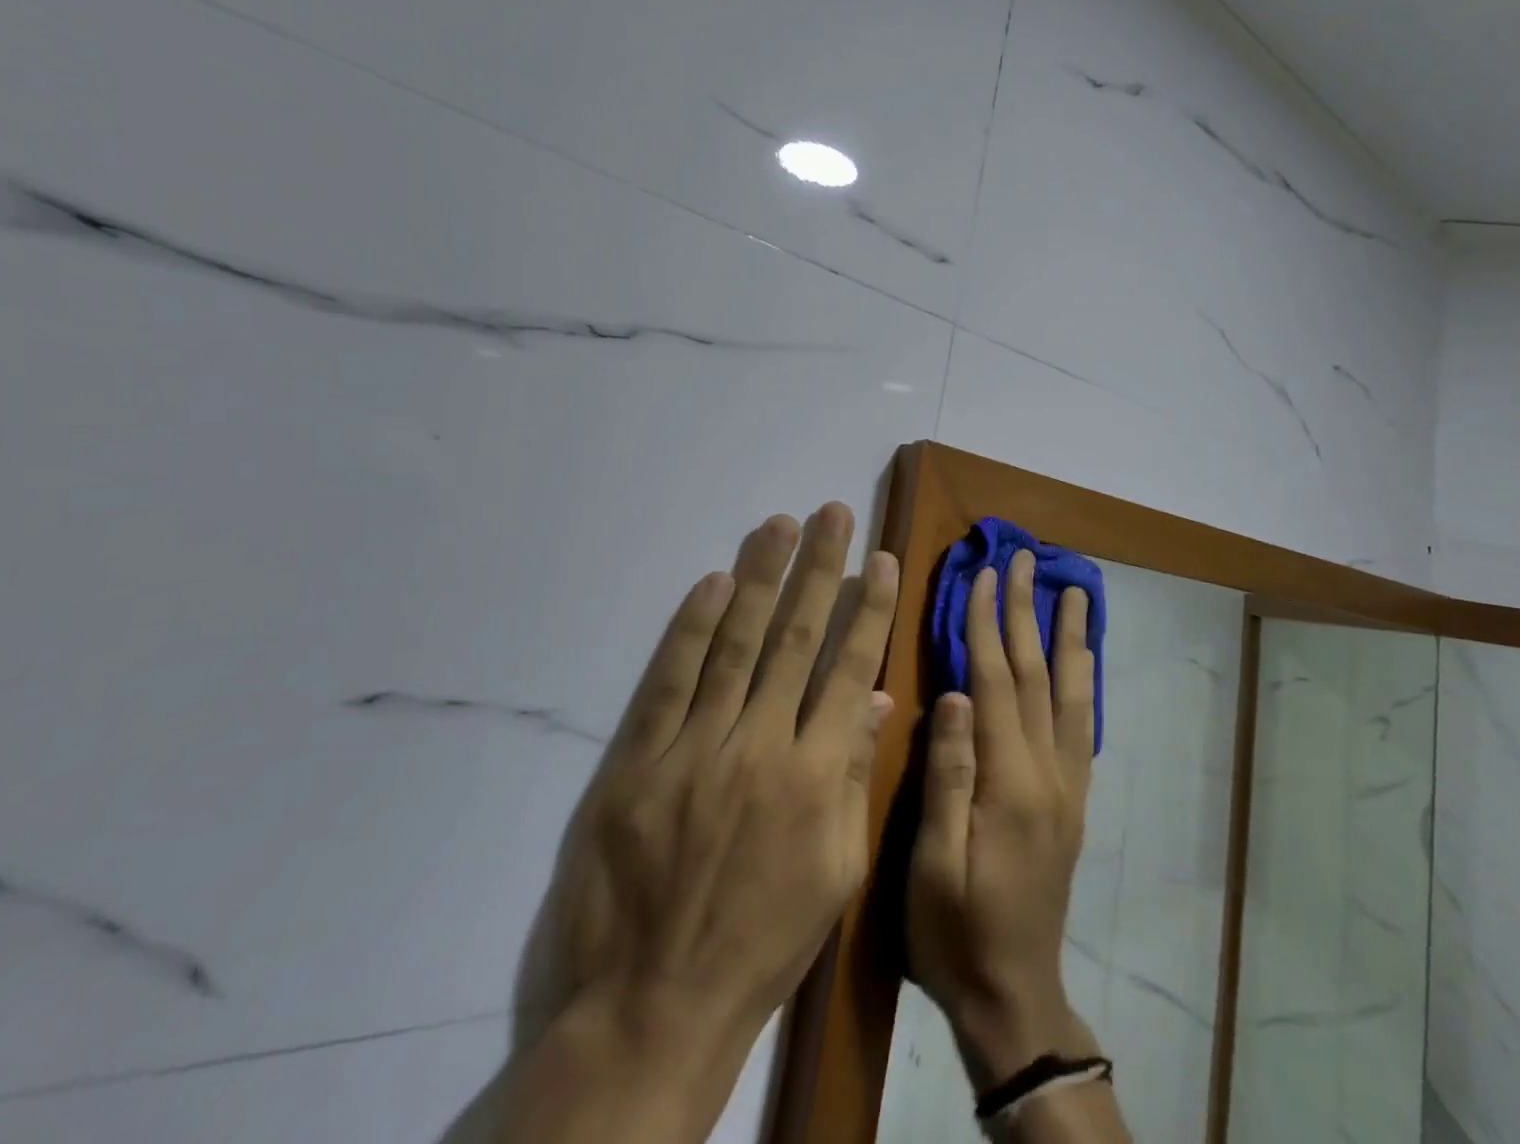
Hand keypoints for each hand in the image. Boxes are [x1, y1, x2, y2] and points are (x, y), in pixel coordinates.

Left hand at [504, 503, 899, 1143]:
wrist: (650, 1007)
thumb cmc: (761, 941)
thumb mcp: (836, 871)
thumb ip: (855, 776)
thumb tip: (874, 698)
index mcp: (818, 774)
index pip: (850, 666)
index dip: (869, 607)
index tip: (882, 558)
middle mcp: (763, 744)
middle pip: (797, 637)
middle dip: (820, 568)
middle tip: (833, 512)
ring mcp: (696, 747)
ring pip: (736, 642)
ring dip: (760, 576)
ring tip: (780, 524)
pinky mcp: (638, 759)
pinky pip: (671, 679)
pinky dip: (693, 627)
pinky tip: (713, 582)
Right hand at [906, 549, 1096, 1086]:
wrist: (1015, 993)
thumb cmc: (956, 931)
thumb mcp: (931, 865)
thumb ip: (946, 776)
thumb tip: (953, 694)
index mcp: (1009, 782)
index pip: (996, 682)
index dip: (987, 624)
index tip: (982, 575)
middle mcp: (1048, 771)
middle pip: (1037, 674)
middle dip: (1028, 611)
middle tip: (1026, 559)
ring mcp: (1068, 782)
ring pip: (1071, 692)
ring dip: (1069, 635)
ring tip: (1075, 590)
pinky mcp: (1074, 797)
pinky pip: (1083, 723)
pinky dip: (1084, 679)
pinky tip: (1084, 656)